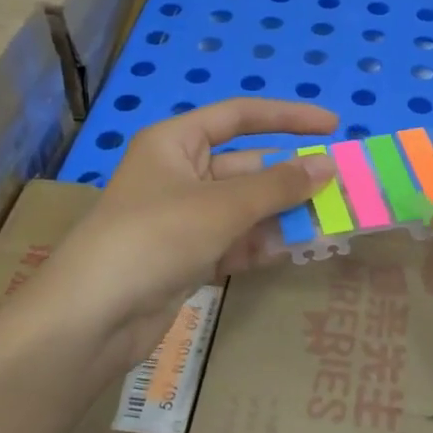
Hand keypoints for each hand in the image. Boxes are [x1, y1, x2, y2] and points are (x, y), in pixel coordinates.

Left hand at [28, 99, 337, 382]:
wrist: (93, 317)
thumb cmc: (155, 237)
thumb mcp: (222, 205)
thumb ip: (279, 186)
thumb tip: (328, 166)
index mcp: (175, 142)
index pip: (239, 116)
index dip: (288, 117)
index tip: (333, 126)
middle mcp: (179, 173)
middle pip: (246, 166)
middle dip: (289, 178)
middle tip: (339, 187)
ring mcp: (182, 218)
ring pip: (244, 207)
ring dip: (281, 214)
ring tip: (329, 221)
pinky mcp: (186, 257)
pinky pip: (234, 240)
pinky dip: (260, 244)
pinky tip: (292, 250)